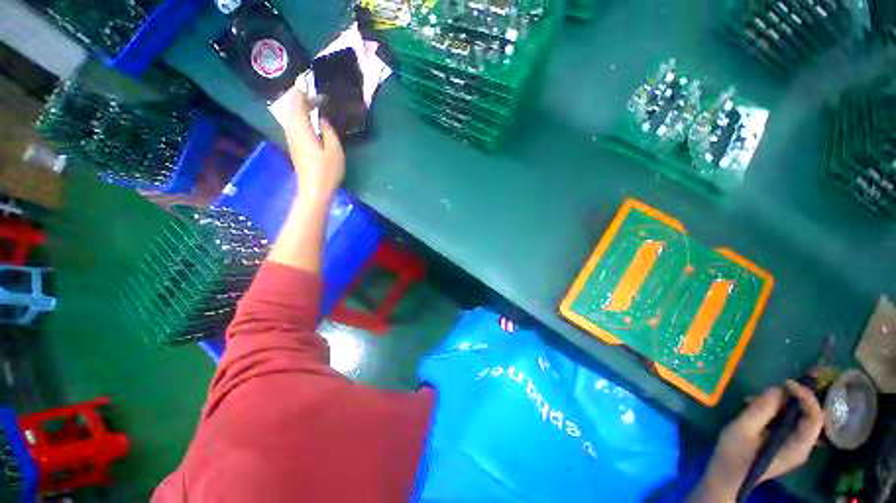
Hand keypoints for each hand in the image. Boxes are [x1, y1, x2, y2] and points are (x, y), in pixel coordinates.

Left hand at [283, 90, 344, 202]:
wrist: (314, 190)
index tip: (316, 89)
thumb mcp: (335, 150)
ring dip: (300, 108)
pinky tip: (311, 122)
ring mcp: (291, 139)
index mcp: (301, 128)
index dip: (304, 93)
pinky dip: (300, 118)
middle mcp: (292, 131)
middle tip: (316, 96)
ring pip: (291, 116)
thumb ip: (328, 131)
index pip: (297, 103)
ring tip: (314, 106)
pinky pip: (294, 125)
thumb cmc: (327, 171)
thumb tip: (323, 119)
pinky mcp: (294, 147)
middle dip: (301, 98)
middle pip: (291, 108)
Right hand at [690, 381, 823, 501]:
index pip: (814, 418)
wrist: (726, 476)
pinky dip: (776, 411)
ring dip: (781, 404)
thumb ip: (760, 410)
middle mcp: (802, 447)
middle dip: (793, 398)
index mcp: (796, 447)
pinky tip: (757, 407)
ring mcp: (794, 446)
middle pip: (809, 416)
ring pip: (798, 417)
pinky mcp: (784, 443)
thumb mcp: (742, 430)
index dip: (806, 397)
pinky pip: (789, 422)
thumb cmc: (733, 454)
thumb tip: (776, 389)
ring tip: (756, 399)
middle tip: (772, 388)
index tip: (787, 383)